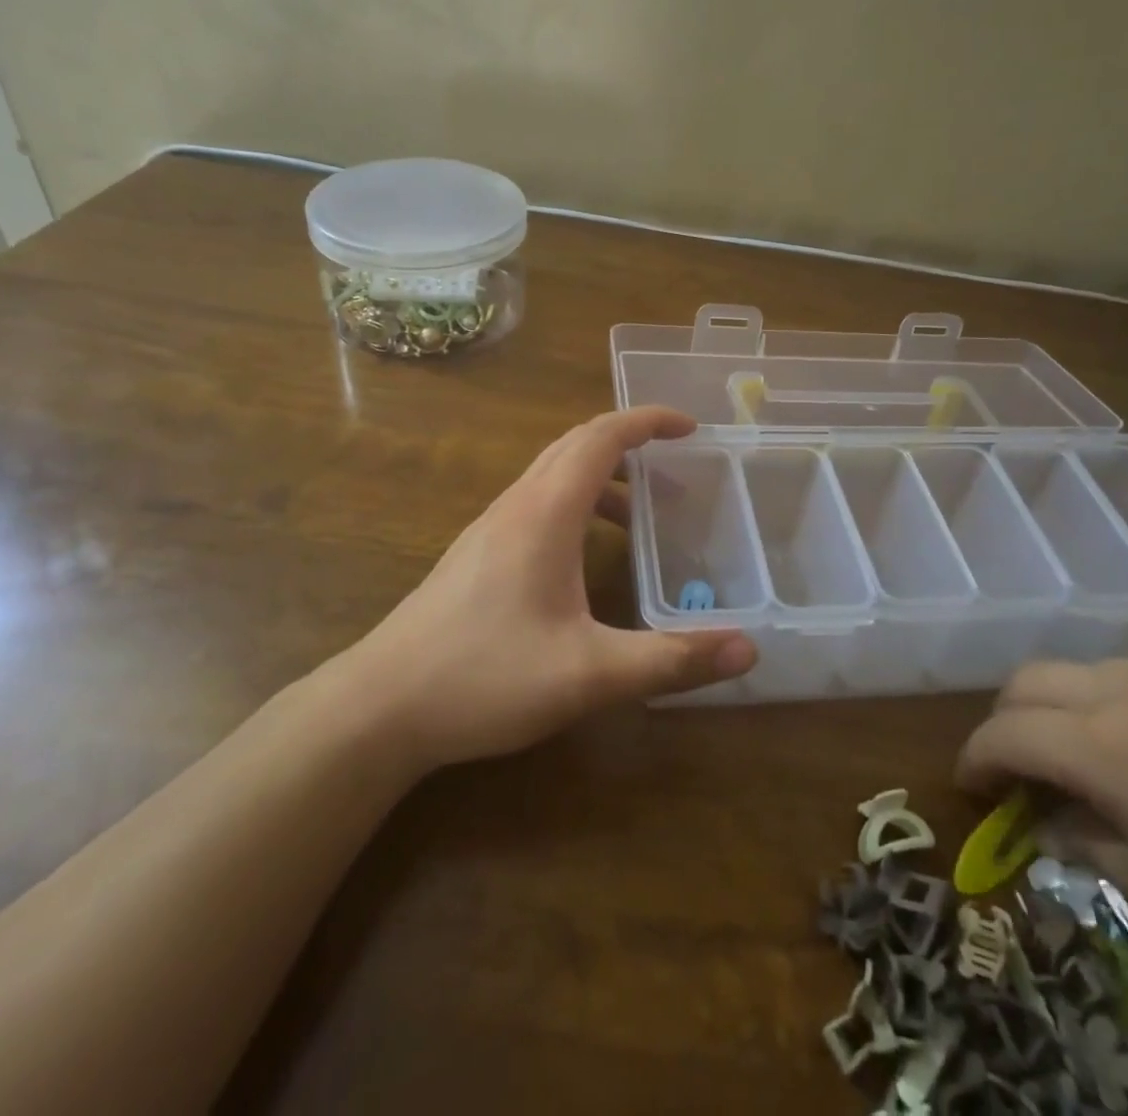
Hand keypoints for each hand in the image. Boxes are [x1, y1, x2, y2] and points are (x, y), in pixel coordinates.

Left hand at [326, 407, 755, 775]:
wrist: (379, 707)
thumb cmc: (485, 677)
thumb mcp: (590, 674)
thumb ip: (670, 660)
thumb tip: (748, 651)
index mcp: (545, 512)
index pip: (602, 437)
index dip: (648, 421)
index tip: (690, 428)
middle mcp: (516, 505)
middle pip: (575, 445)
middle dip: (629, 442)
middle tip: (675, 465)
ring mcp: (490, 528)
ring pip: (552, 475)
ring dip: (601, 477)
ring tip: (642, 515)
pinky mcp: (476, 554)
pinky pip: (536, 504)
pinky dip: (575, 505)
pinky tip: (586, 557)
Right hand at [955, 660, 1127, 1102]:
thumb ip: (1092, 847)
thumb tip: (1052, 823)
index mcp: (1111, 750)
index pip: (1008, 732)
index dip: (975, 757)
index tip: (970, 784)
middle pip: (1035, 678)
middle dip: (1010, 718)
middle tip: (1021, 764)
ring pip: (1100, 669)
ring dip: (1076, 707)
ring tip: (1103, 756)